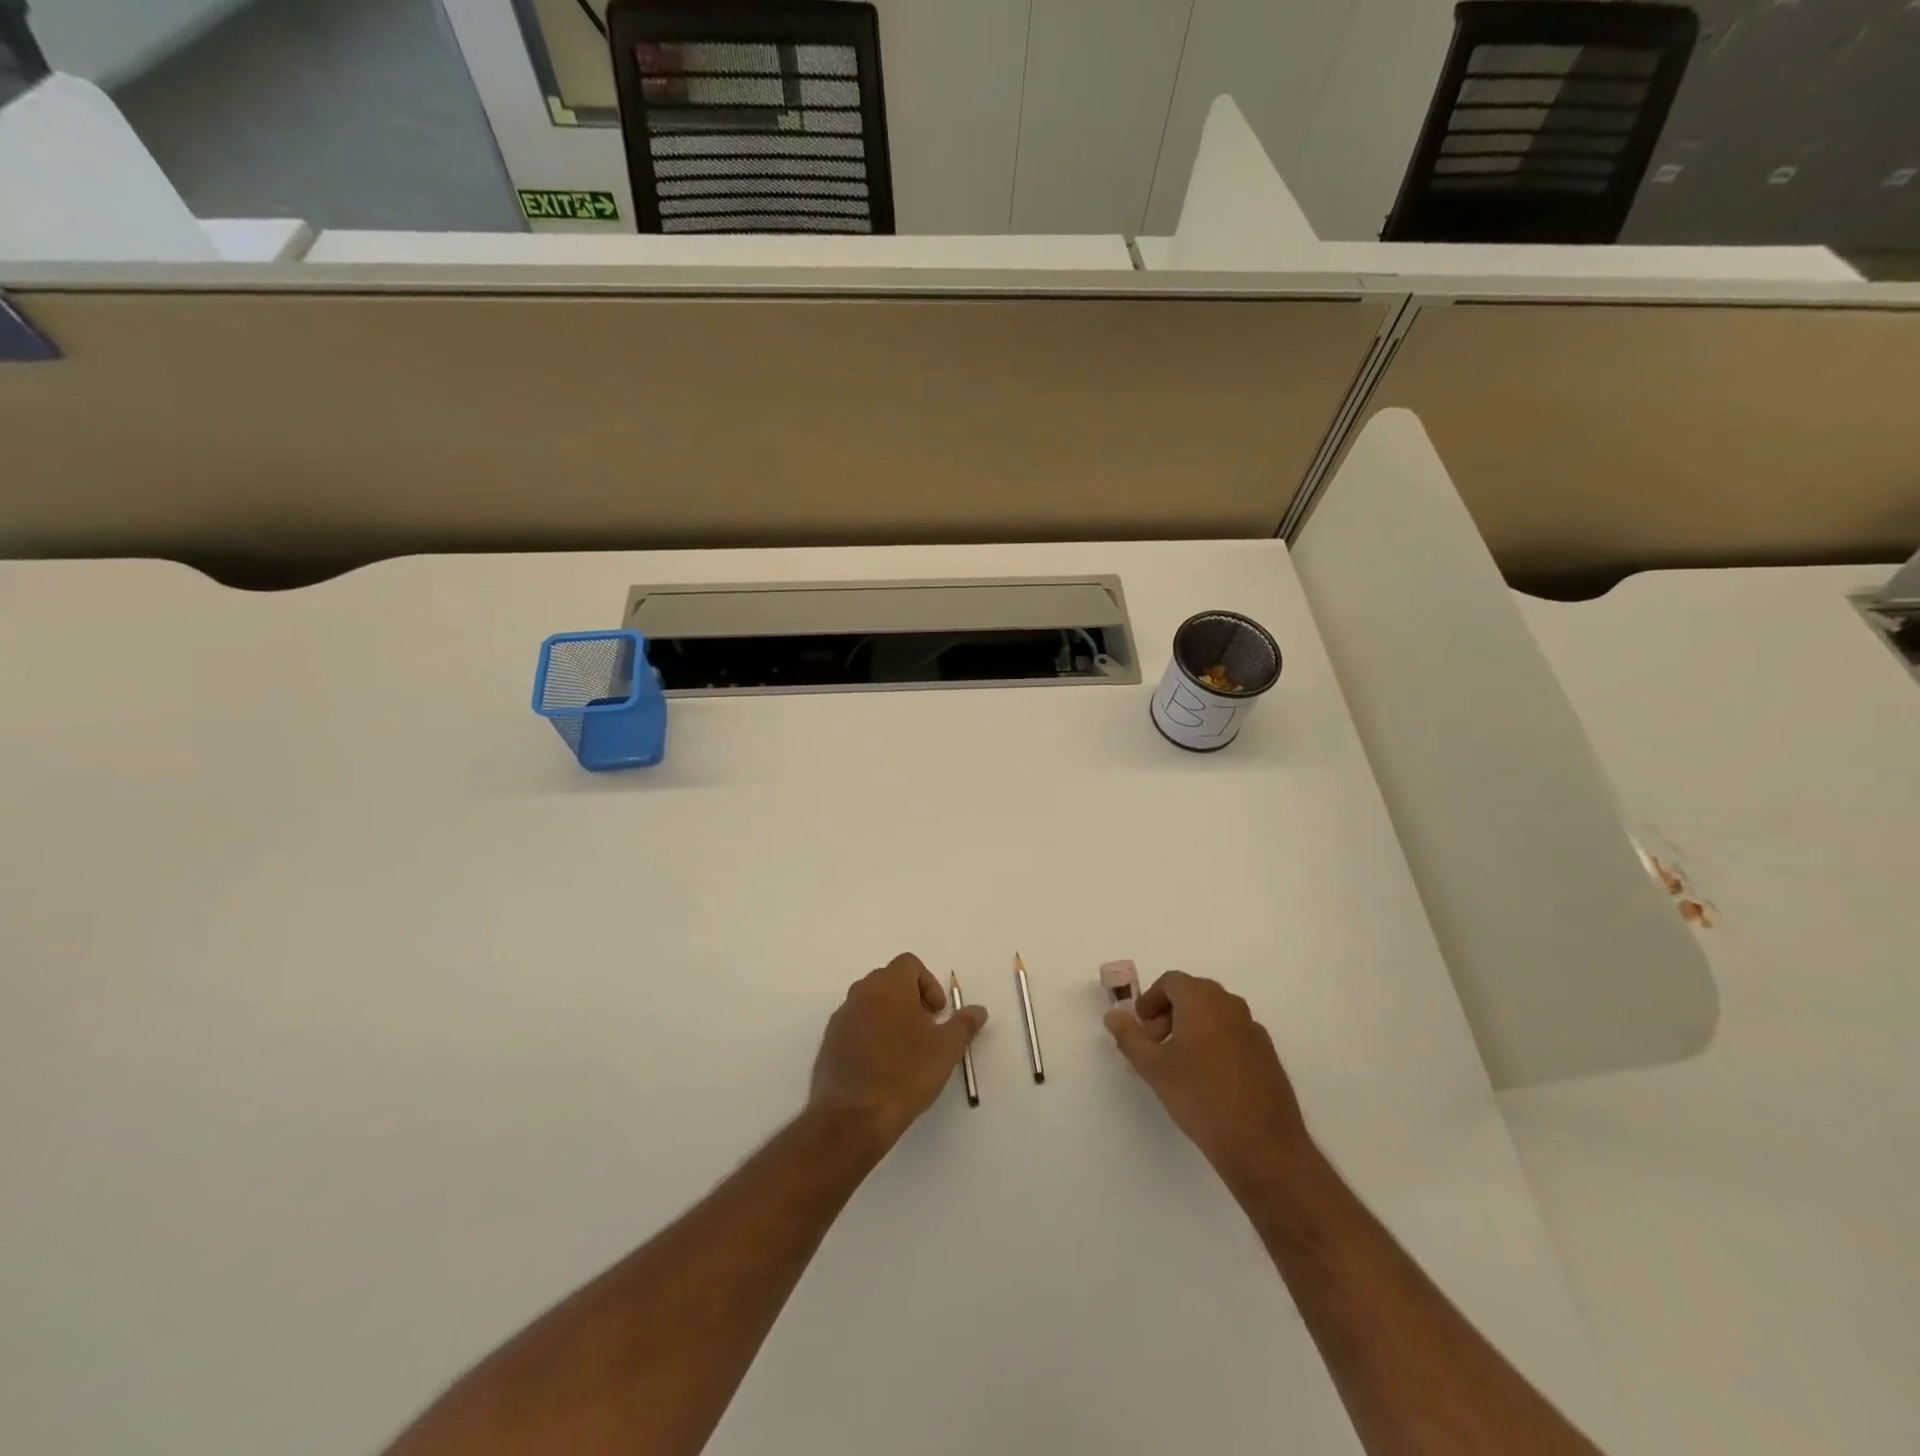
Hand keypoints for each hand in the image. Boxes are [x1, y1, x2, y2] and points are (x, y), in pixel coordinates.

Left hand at [811, 953, 987, 1147]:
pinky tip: (882, 1067)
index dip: (929, 984)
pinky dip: (870, 1035)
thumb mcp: (947, 1049)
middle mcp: (861, 992)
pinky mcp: (829, 1042)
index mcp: (889, 985)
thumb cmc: (905, 1074)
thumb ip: (964, 1024)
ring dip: (889, 1017)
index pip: (909, 964)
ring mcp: (842, 1017)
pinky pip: (855, 1026)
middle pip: (889, 981)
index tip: (937, 1014)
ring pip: (870, 1003)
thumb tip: (979, 1010)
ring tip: (904, 1051)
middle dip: (910, 999)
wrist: (853, 1117)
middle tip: (925, 1031)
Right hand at [1105, 971, 1311, 1188]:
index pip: (1171, 982)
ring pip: (1214, 1014)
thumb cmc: (1200, 1098)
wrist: (1263, 1146)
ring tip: (1180, 1065)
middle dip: (1169, 1013)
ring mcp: (1253, 1029)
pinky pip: (1233, 1034)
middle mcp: (1231, 1006)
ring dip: (1192, 1027)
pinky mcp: (1267, 1054)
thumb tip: (1113, 1015)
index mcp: (1202, 1001)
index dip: (1151, 1001)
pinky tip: (1209, 1080)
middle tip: (1156, 1046)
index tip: (1142, 1029)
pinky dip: (1215, 1042)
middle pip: (1193, 994)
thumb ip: (1129, 1036)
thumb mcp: (1153, 1068)